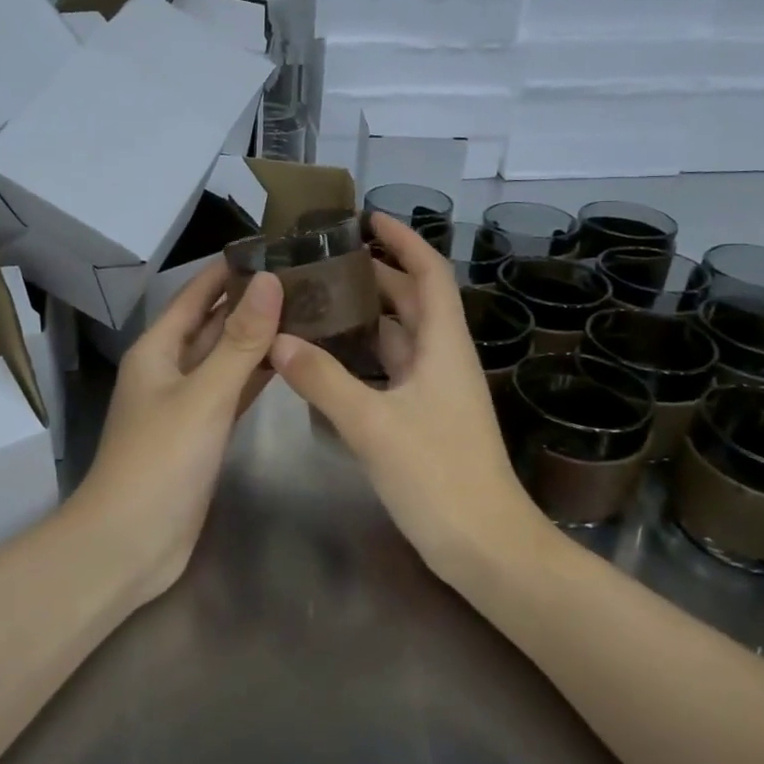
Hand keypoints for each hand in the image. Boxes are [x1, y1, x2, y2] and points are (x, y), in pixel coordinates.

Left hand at [68, 260, 282, 600]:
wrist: (131, 542)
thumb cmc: (160, 460)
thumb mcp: (204, 394)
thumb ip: (240, 341)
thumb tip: (269, 281)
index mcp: (157, 350)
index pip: (195, 295)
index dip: (227, 271)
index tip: (271, 248)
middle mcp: (169, 369)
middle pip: (212, 325)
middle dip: (250, 302)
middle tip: (303, 279)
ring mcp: (186, 404)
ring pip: (226, 359)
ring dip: (258, 338)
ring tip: (306, 311)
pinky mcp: (202, 434)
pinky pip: (233, 392)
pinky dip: (257, 376)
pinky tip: (289, 362)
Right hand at [269, 215, 539, 575]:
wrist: (485, 546)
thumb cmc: (439, 476)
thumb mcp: (374, 424)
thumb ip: (324, 380)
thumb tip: (278, 341)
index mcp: (443, 346)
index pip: (428, 273)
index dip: (403, 240)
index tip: (368, 217)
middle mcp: (442, 360)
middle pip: (411, 301)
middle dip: (375, 273)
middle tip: (324, 259)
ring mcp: (434, 392)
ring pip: (399, 338)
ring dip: (365, 316)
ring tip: (317, 299)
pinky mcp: (423, 420)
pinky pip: (390, 372)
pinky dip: (363, 357)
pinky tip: (328, 358)